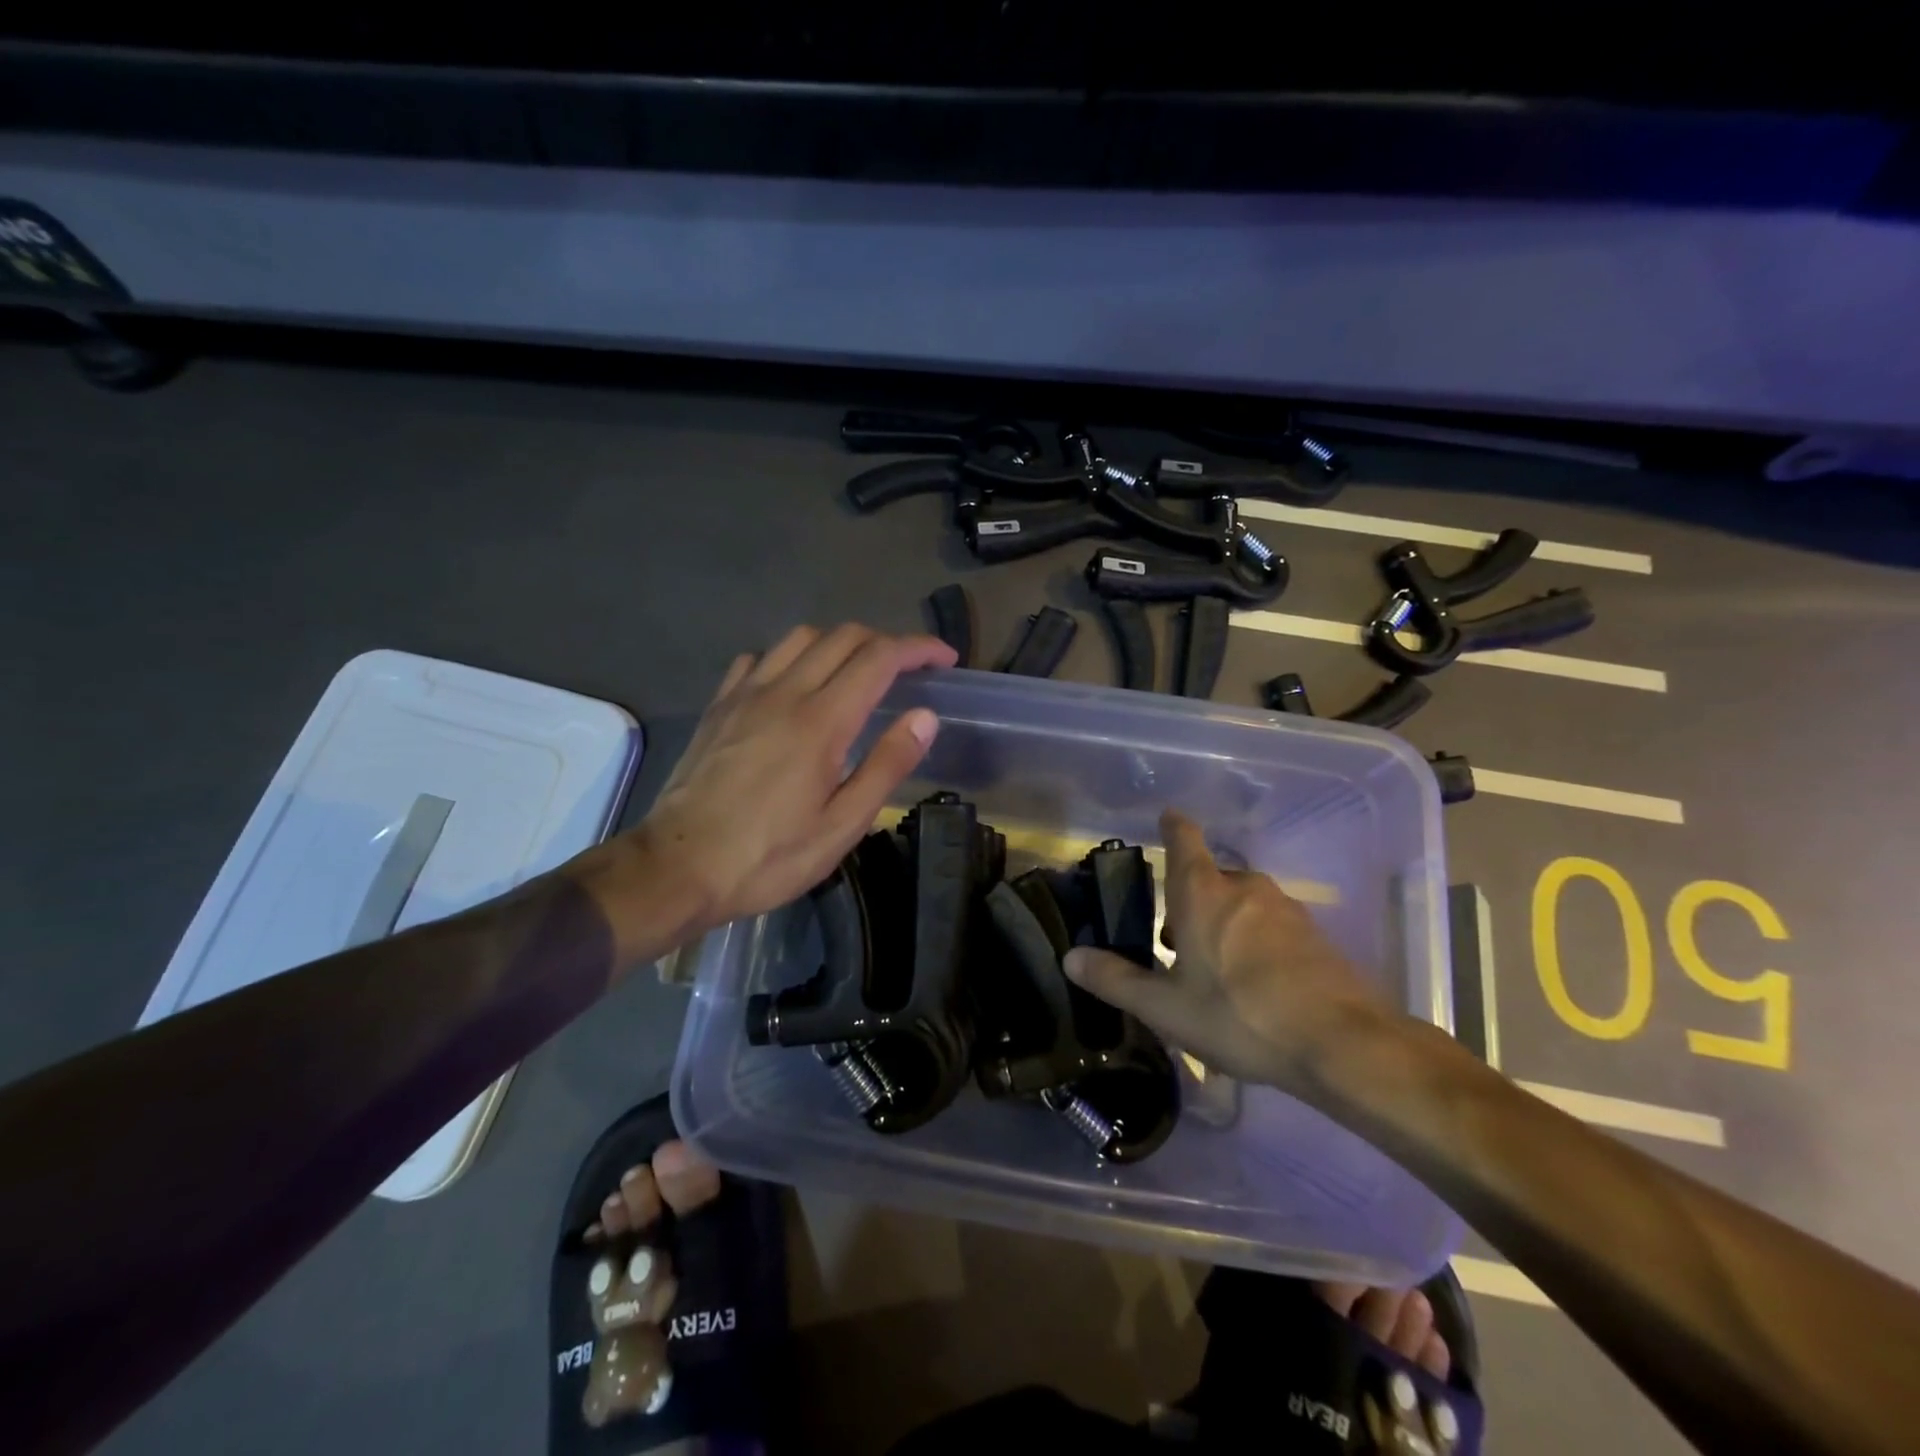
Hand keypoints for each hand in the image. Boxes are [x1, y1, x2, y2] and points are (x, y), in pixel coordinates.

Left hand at [634, 623, 955, 927]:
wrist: (678, 867)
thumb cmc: (769, 856)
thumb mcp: (842, 825)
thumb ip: (887, 765)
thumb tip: (924, 716)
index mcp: (822, 721)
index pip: (880, 658)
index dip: (918, 649)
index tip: (944, 659)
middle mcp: (785, 692)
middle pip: (843, 636)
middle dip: (885, 642)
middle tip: (908, 670)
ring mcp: (745, 694)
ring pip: (800, 638)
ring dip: (838, 643)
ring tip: (855, 673)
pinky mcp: (719, 706)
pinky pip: (759, 658)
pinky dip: (789, 658)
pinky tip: (794, 686)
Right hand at [1063, 809, 1390, 1095]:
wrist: (1342, 1045)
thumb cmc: (1239, 1016)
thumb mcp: (1166, 1007)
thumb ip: (1115, 980)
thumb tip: (1071, 957)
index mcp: (1203, 892)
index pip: (1184, 838)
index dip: (1173, 826)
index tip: (1167, 818)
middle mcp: (1244, 887)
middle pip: (1210, 878)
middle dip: (1190, 901)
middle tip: (1173, 943)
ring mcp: (1286, 910)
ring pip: (1242, 904)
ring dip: (1223, 924)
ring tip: (1213, 972)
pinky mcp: (1316, 937)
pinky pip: (1272, 927)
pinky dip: (1256, 944)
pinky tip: (1255, 988)